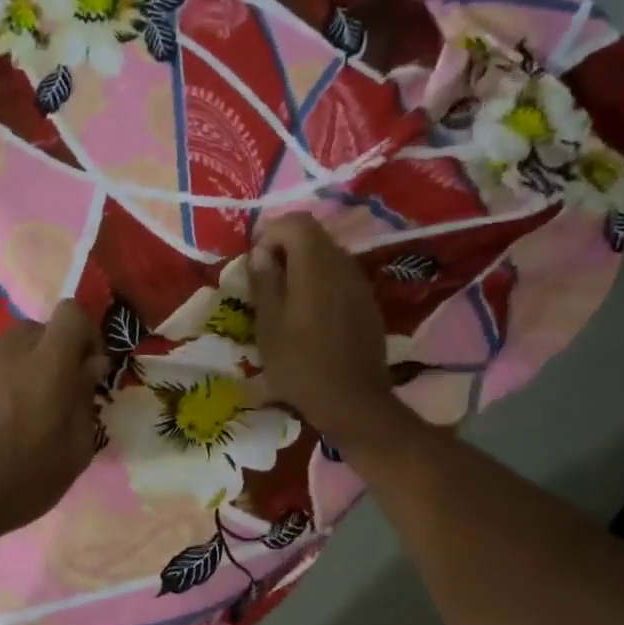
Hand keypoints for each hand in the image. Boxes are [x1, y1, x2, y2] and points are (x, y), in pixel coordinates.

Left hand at [0, 300, 109, 541]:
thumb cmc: (26, 478)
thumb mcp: (76, 449)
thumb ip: (86, 398)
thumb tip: (90, 366)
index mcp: (47, 364)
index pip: (72, 313)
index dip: (88, 335)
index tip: (90, 371)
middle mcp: (11, 350)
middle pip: (44, 328)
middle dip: (60, 352)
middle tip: (64, 393)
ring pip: (18, 344)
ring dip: (34, 363)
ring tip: (34, 407)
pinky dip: (10, 375)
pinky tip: (8, 415)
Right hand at [248, 213, 399, 446]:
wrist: (353, 402)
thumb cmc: (301, 366)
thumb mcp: (268, 326)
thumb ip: (264, 282)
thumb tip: (262, 253)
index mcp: (316, 267)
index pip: (297, 222)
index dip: (271, 232)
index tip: (255, 261)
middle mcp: (343, 266)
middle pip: (315, 236)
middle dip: (286, 248)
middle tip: (265, 279)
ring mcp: (360, 285)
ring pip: (329, 256)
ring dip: (304, 266)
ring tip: (284, 299)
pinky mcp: (368, 305)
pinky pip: (341, 279)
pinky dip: (321, 283)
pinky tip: (310, 315)